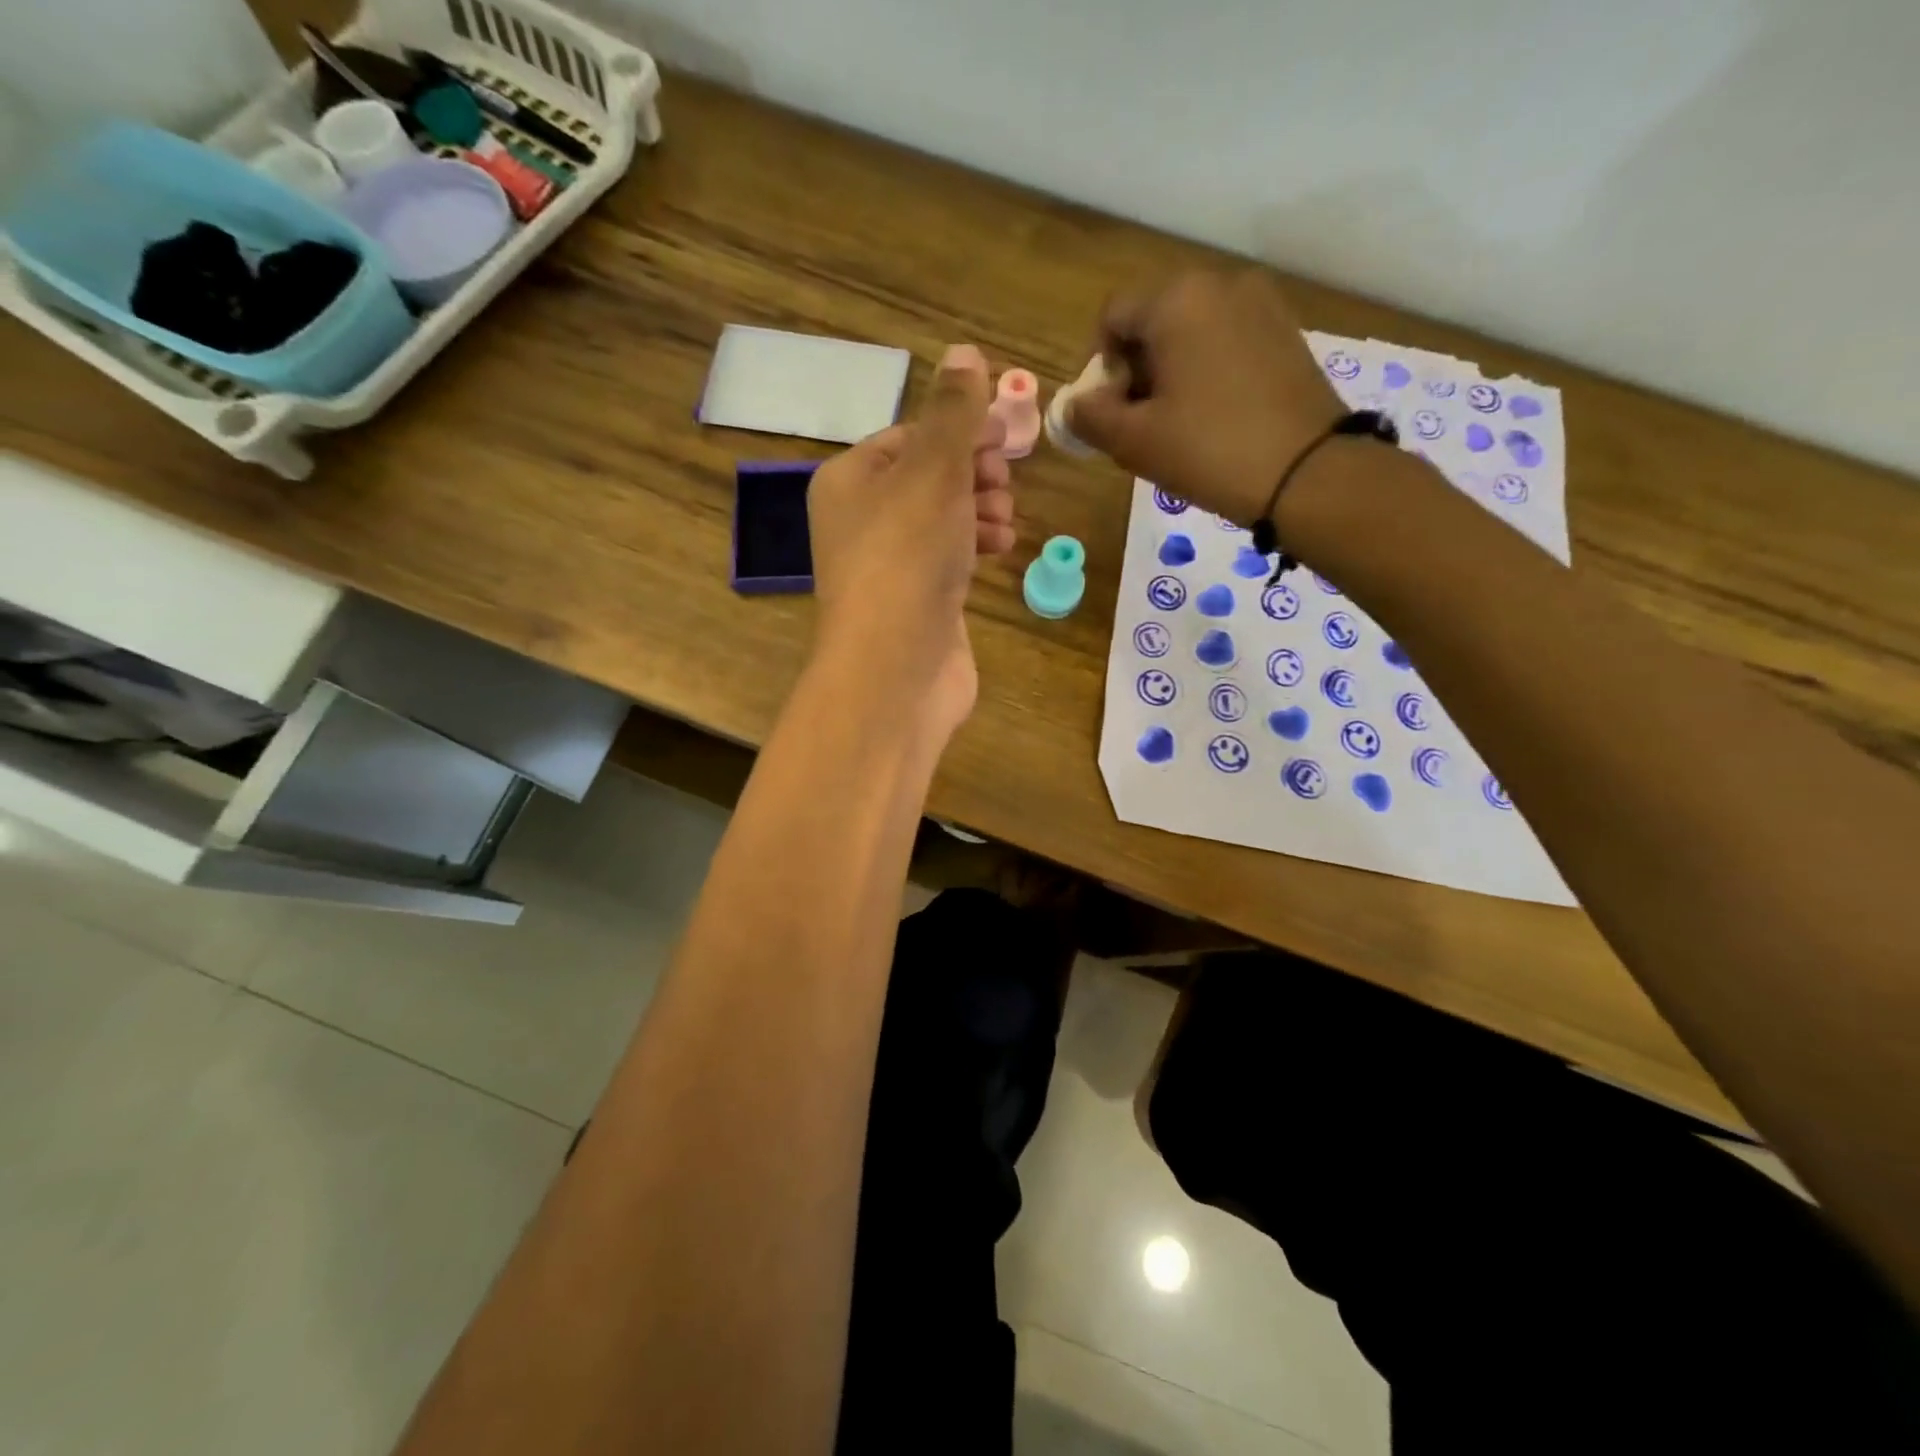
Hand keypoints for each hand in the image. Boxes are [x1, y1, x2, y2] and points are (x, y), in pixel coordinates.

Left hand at [806, 344, 1015, 738]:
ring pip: (944, 519)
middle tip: (1003, 482)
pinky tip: (1001, 550)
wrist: (895, 669)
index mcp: (849, 481)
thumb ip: (953, 412)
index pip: (910, 435)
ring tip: (1004, 522)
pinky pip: (950, 559)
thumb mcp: (932, 470)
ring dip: (982, 510)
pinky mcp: (918, 604)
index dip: (960, 429)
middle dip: (974, 473)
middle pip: (929, 477)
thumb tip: (965, 352)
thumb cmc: (907, 557)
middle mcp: (862, 522)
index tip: (1004, 434)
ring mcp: (891, 567)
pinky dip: (976, 548)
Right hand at [1066, 270, 1344, 525]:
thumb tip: (1074, 405)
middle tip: (1141, 425)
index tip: (1110, 414)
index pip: (1112, 319)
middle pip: (1154, 321)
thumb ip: (1090, 417)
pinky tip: (1216, 418)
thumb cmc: (1208, 450)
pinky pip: (1228, 343)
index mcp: (1176, 299)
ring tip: (1179, 426)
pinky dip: (1209, 373)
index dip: (1100, 368)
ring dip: (1172, 373)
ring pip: (1192, 333)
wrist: (1309, 473)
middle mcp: (1220, 284)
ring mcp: (1261, 305)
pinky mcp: (1287, 333)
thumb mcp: (1132, 441)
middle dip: (1137, 370)